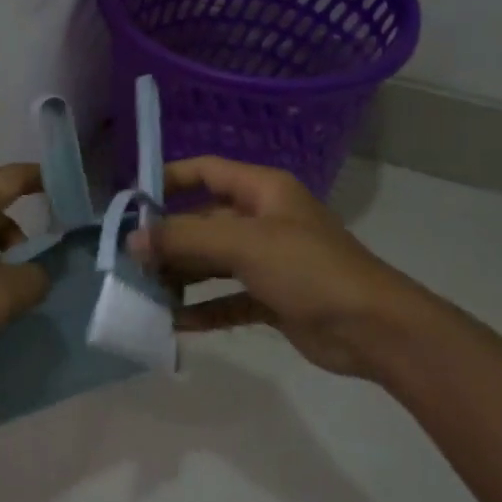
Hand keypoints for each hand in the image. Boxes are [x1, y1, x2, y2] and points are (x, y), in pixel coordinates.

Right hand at [130, 156, 443, 380]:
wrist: (373, 329)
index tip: (131, 204)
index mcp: (261, 191)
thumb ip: (184, 237)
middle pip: (203, 220)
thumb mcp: (243, 244)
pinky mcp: (272, 298)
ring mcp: (268, 260)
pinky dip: (203, 309)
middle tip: (129, 261)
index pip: (205, 171)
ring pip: (212, 262)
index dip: (167, 181)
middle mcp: (263, 219)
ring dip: (181, 276)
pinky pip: (227, 299)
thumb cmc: (308, 269)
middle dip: (168, 239)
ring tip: (143, 292)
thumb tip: (132, 240)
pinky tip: (174, 322)